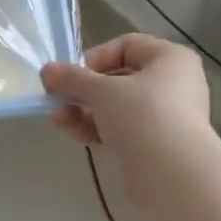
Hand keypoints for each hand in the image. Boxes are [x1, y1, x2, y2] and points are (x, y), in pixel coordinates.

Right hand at [40, 34, 212, 195]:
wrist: (172, 174)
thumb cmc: (142, 115)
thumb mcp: (102, 90)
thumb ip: (72, 78)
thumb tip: (47, 70)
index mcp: (170, 58)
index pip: (126, 46)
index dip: (95, 57)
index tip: (71, 76)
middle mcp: (173, 83)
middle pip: (118, 79)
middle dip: (83, 90)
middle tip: (56, 100)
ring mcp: (166, 116)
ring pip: (117, 107)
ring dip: (84, 111)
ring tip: (58, 120)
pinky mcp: (155, 144)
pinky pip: (122, 129)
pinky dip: (98, 129)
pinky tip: (75, 135)